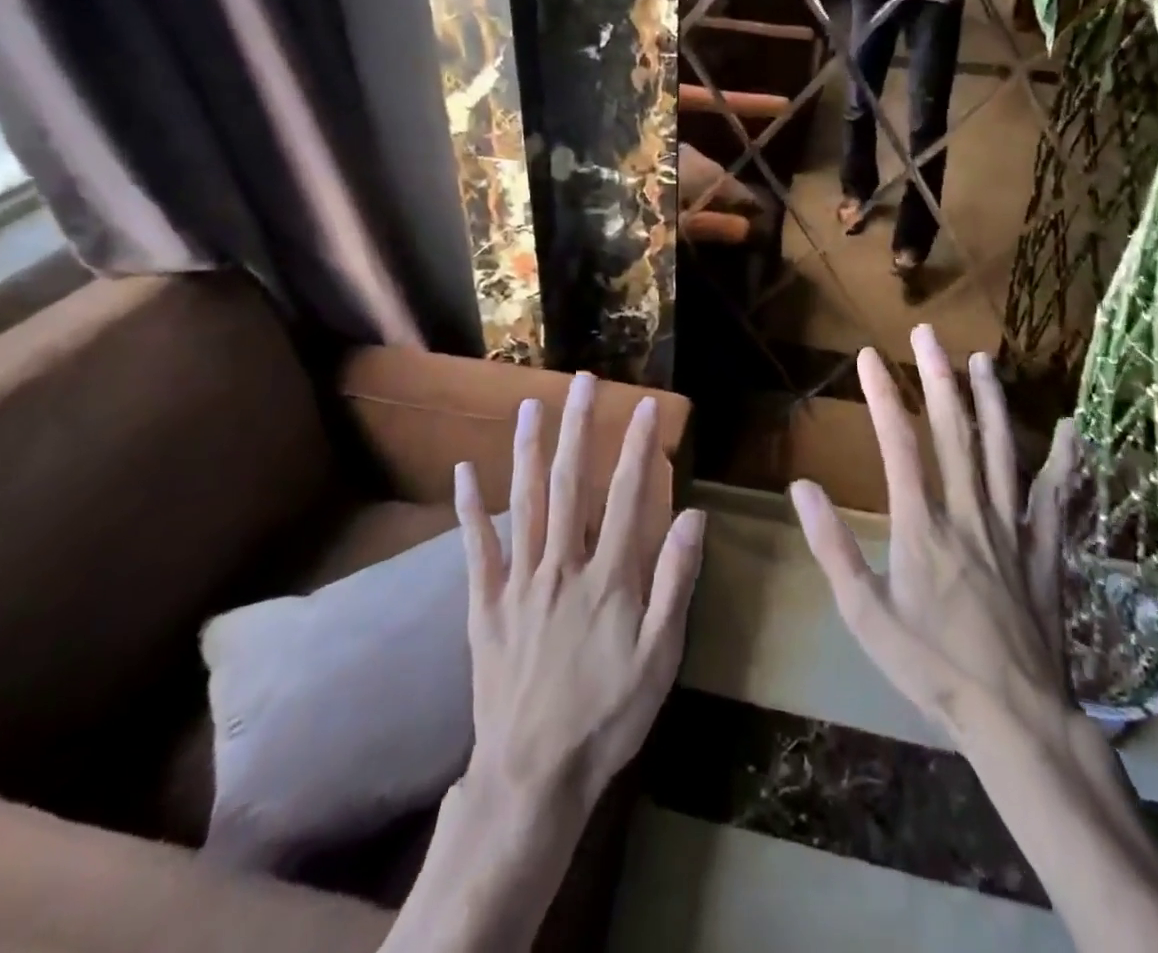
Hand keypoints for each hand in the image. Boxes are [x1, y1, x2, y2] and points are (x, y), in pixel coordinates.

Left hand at [458, 377, 704, 816]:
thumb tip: (694, 517)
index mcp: (608, 577)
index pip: (629, 496)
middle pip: (572, 483)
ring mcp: (519, 581)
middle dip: (580, 427)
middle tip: (584, 381)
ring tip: (531, 405)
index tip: (647, 406)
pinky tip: (464, 471)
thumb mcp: (660, 658)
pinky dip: (470, 508)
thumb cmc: (608, 716)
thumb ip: (675, 583)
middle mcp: (562, 565)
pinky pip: (477, 548)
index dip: (639, 447)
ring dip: (528, 449)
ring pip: (525, 502)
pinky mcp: (485, 604)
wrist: (533, 775)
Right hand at [791, 328, 1157, 952]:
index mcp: (921, 526)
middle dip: (938, 378)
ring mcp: (1012, 529)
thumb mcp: (864, 615)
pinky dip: (1064, 463)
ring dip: (991, 402)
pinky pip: (1056, 500)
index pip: (899, 445)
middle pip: (954, 432)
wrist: (1014, 718)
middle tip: (928, 334)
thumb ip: (832, 548)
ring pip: (1002, 452)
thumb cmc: (930, 667)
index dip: (883, 395)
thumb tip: (802, 488)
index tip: (869, 355)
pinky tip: (1073, 430)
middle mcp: (968, 513)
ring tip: (982, 361)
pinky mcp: (1044, 553)